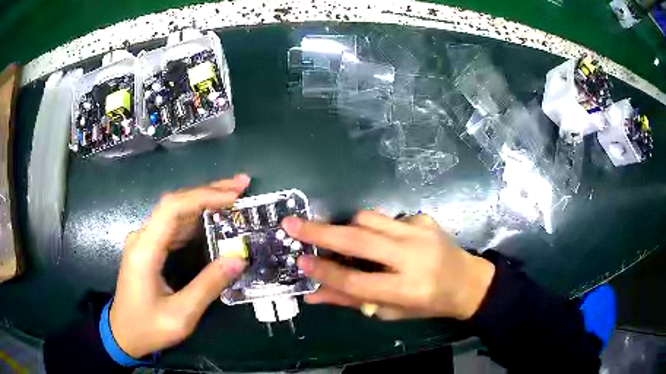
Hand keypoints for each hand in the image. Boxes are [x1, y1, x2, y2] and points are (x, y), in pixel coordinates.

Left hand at [110, 175, 249, 357]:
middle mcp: (142, 237)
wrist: (123, 334)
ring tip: (233, 197)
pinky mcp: (148, 248)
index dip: (204, 197)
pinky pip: (172, 226)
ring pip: (175, 211)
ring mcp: (144, 241)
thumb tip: (238, 259)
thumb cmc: (148, 327)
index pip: (173, 208)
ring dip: (203, 202)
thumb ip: (208, 286)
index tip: (233, 196)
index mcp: (145, 250)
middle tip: (241, 185)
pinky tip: (211, 219)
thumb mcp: (181, 315)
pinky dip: (195, 219)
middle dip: (209, 192)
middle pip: (175, 203)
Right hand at [281, 211, 494, 320]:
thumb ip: (351, 300)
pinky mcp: (424, 218)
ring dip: (347, 227)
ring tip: (343, 239)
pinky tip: (384, 242)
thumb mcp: (390, 311)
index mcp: (407, 288)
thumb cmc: (428, 304)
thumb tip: (313, 294)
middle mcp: (413, 256)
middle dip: (320, 231)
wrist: (467, 281)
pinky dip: (375, 228)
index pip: (355, 280)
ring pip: (368, 217)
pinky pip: (386, 217)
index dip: (324, 271)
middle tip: (291, 224)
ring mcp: (420, 231)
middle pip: (358, 239)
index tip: (299, 261)